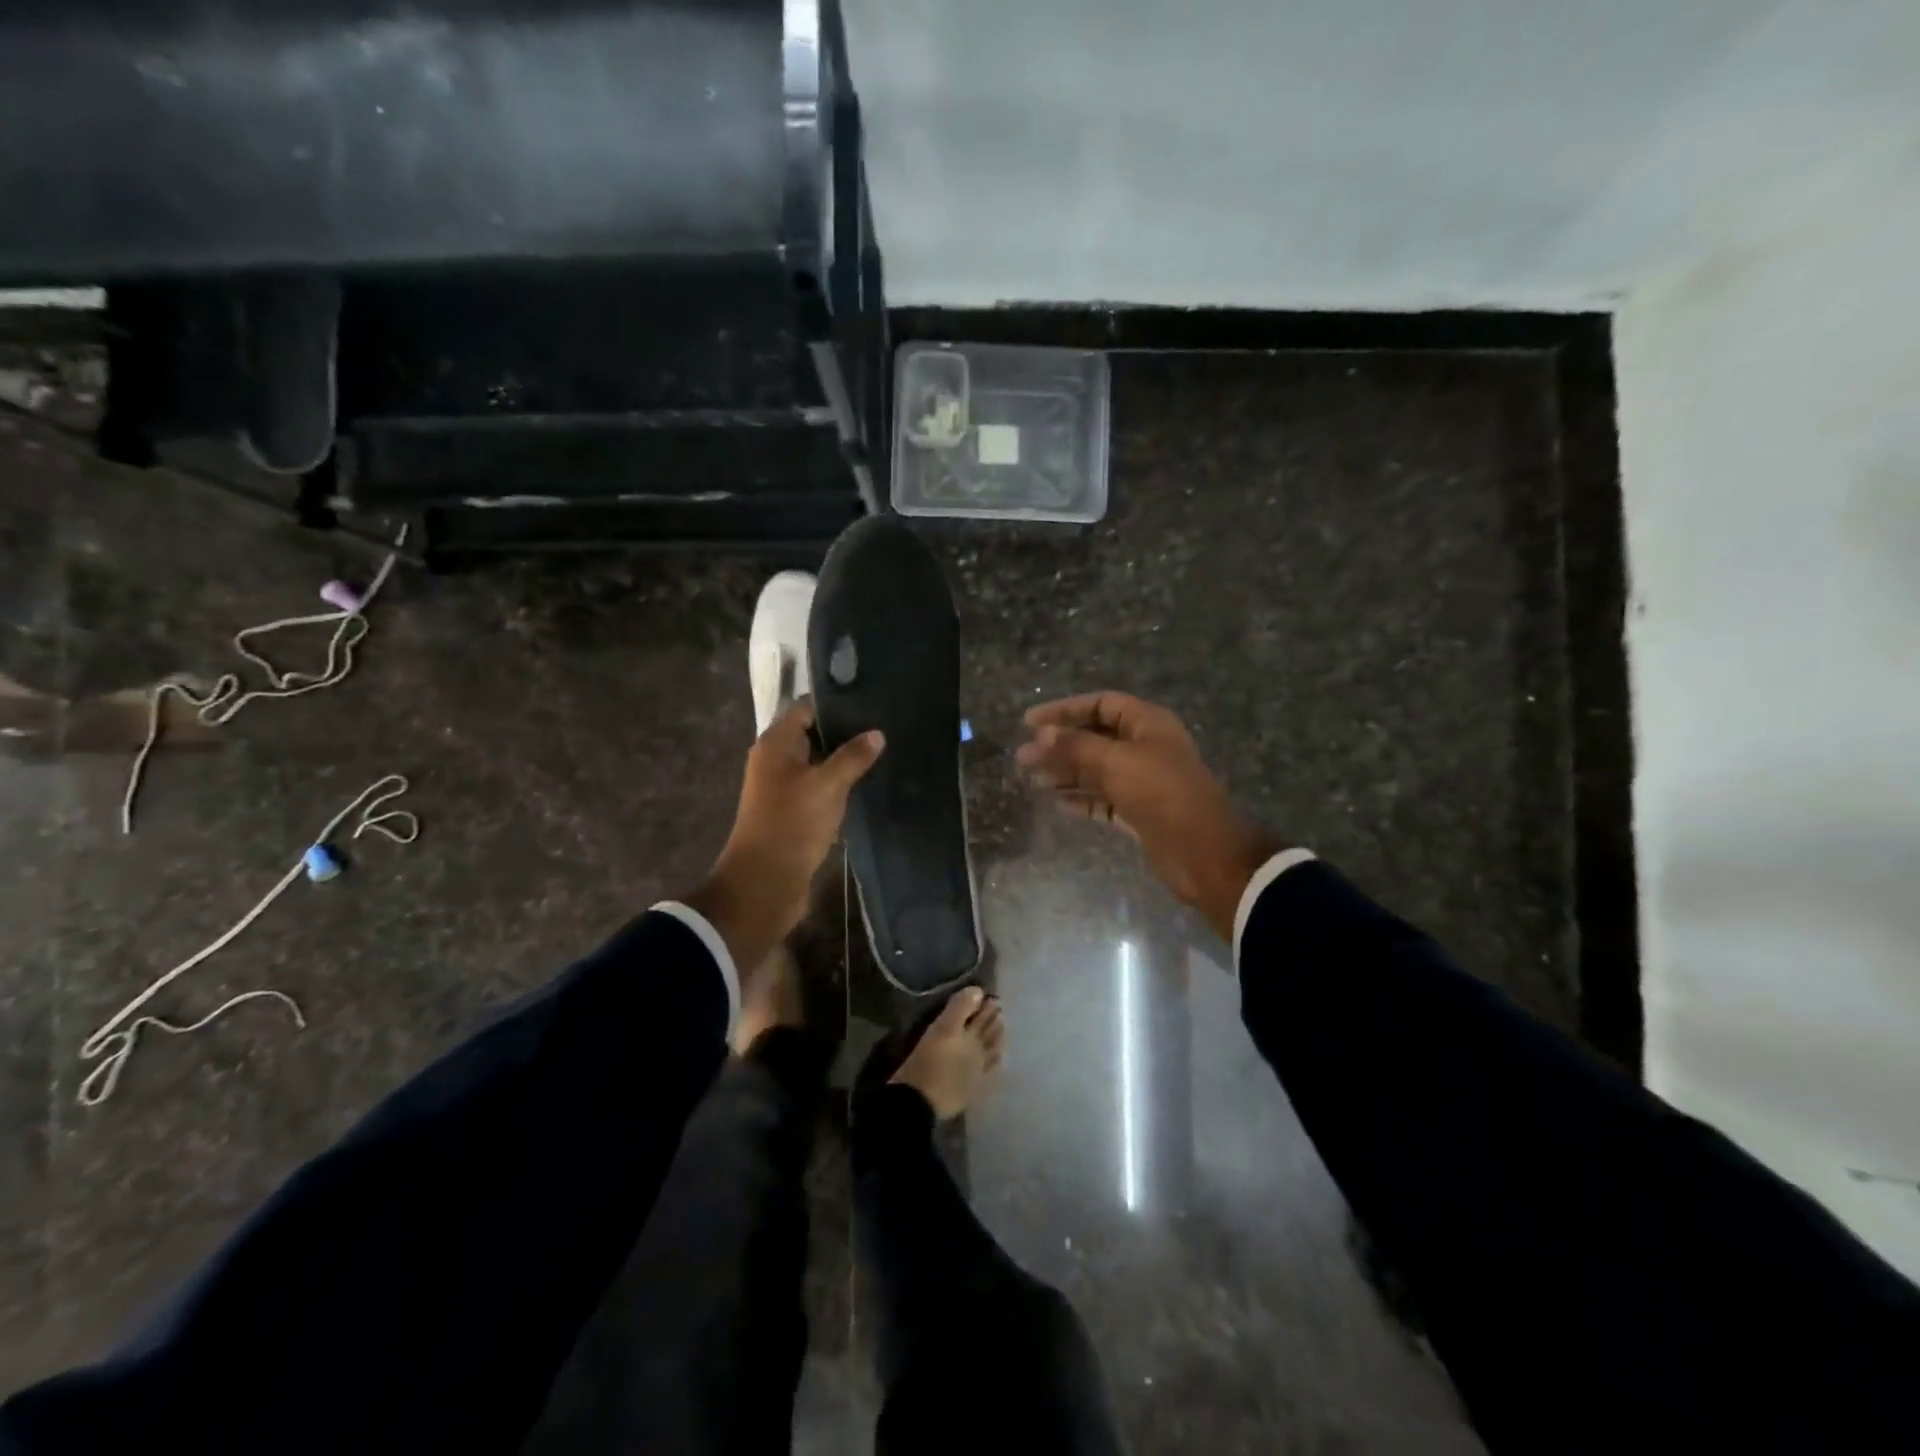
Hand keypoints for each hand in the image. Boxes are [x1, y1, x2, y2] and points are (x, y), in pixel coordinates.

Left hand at [684, 701, 883, 974]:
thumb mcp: (828, 785)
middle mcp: (776, 760)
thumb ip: (853, 757)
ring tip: (883, 752)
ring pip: (818, 762)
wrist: (765, 882)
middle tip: (885, 726)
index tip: (871, 701)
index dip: (836, 703)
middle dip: (845, 731)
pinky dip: (839, 783)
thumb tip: (876, 733)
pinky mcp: (793, 811)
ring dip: (844, 760)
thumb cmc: (792, 824)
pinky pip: (819, 787)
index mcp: (776, 744)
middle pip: (813, 734)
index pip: (806, 708)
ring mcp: (783, 787)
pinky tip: (867, 783)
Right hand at [1017, 691, 1281, 940]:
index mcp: (1147, 724)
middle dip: (1059, 746)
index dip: (1065, 710)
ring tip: (1033, 779)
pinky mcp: (1139, 812)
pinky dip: (1081, 798)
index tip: (1029, 723)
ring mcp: (1142, 781)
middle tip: (1023, 758)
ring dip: (1065, 773)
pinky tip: (1056, 802)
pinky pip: (1103, 799)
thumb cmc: (1161, 794)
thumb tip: (1040, 734)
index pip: (1100, 704)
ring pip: (1096, 770)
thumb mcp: (1115, 762)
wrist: (1202, 851)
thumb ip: (1075, 746)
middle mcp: (1145, 748)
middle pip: (1094, 738)